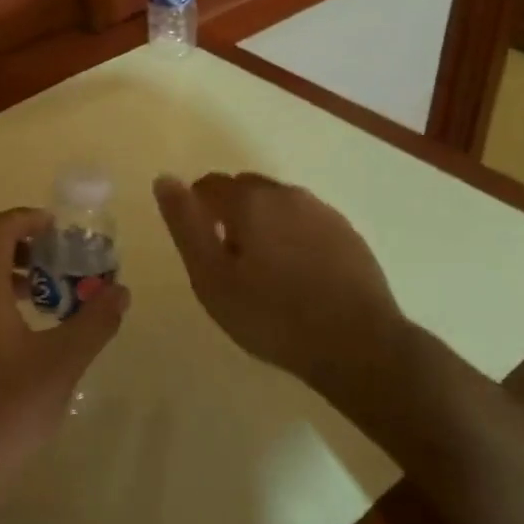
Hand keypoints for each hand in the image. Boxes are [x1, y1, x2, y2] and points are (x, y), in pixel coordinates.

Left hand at [0, 208, 128, 523]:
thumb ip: (95, 322)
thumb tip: (120, 291)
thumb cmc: (5, 411)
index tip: (61, 228)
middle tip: (61, 260)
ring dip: (9, 273)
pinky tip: (24, 332)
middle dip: (23, 245)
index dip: (28, 218)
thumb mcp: (62, 364)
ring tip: (48, 294)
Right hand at [154, 173, 409, 388]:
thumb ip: (185, 224)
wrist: (358, 345)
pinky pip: (307, 224)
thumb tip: (165, 178)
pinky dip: (293, 239)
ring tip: (264, 272)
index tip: (199, 246)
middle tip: (228, 263)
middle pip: (245, 190)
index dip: (196, 209)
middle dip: (231, 214)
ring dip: (264, 225)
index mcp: (250, 200)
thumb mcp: (211, 277)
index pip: (209, 184)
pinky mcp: (348, 234)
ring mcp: (323, 212)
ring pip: (279, 206)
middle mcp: (287, 194)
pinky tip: (298, 276)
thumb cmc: (272, 315)